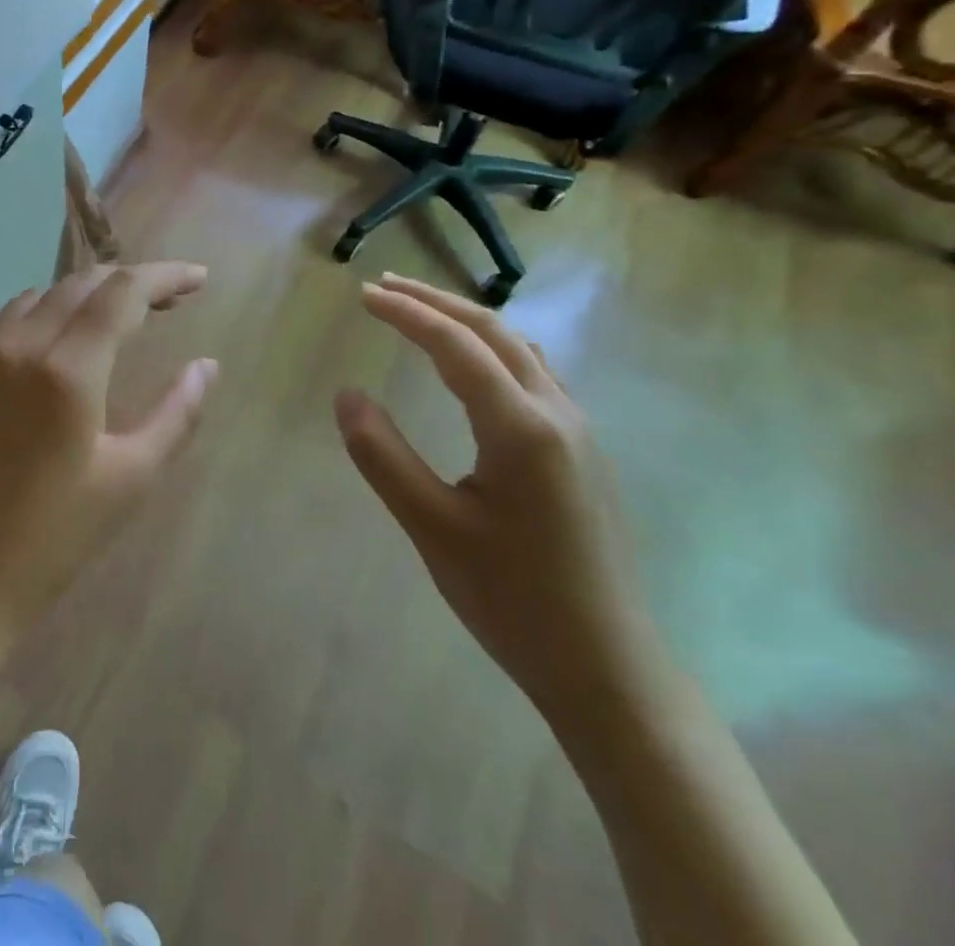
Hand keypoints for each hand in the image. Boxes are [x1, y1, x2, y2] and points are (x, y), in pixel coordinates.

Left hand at [0, 262, 217, 638]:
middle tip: (162, 304)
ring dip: (75, 303)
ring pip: (31, 300)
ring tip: (102, 328)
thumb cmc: (53, 540)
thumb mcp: (130, 479)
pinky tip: (36, 350)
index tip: (198, 280)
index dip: (166, 276)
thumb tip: (207, 365)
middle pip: (79, 284)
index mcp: (67, 368)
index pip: (123, 292)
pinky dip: (24, 325)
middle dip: (126, 284)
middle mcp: (14, 345)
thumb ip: (177, 413)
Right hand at [334, 274, 667, 720]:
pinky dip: (493, 348)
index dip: (406, 313)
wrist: (607, 667)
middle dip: (435, 302)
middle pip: (493, 332)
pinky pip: (535, 374)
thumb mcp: (432, 527)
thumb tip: (346, 394)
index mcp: (521, 427)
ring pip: (519, 349)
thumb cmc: (512, 598)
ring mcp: (578, 431)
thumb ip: (383, 455)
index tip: (363, 294)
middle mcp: (557, 413)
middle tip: (384, 287)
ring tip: (422, 312)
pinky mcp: (582, 452)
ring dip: (466, 321)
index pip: (455, 345)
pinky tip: (475, 365)